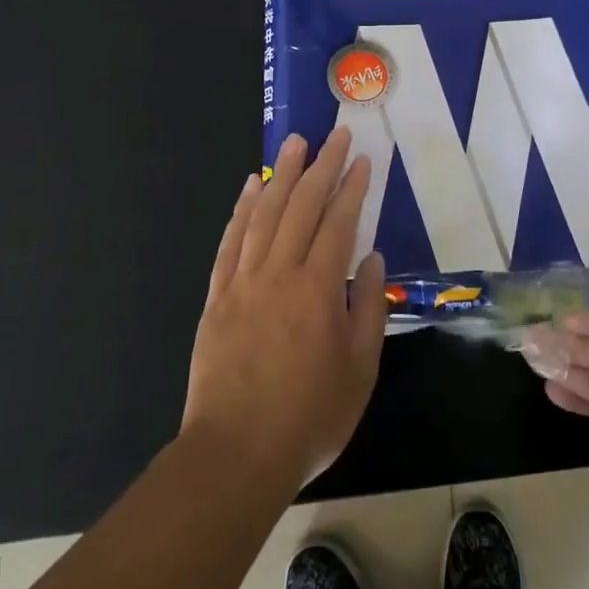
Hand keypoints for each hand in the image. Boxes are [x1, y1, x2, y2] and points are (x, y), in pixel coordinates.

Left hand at [182, 129, 387, 489]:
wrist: (236, 453)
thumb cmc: (309, 416)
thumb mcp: (360, 369)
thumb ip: (367, 308)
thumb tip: (371, 260)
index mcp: (318, 289)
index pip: (339, 223)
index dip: (352, 187)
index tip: (361, 159)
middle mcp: (280, 273)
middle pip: (302, 206)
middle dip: (321, 166)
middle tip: (333, 135)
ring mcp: (243, 281)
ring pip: (264, 214)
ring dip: (281, 175)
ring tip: (294, 144)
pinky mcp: (217, 296)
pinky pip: (230, 241)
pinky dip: (241, 209)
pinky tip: (250, 187)